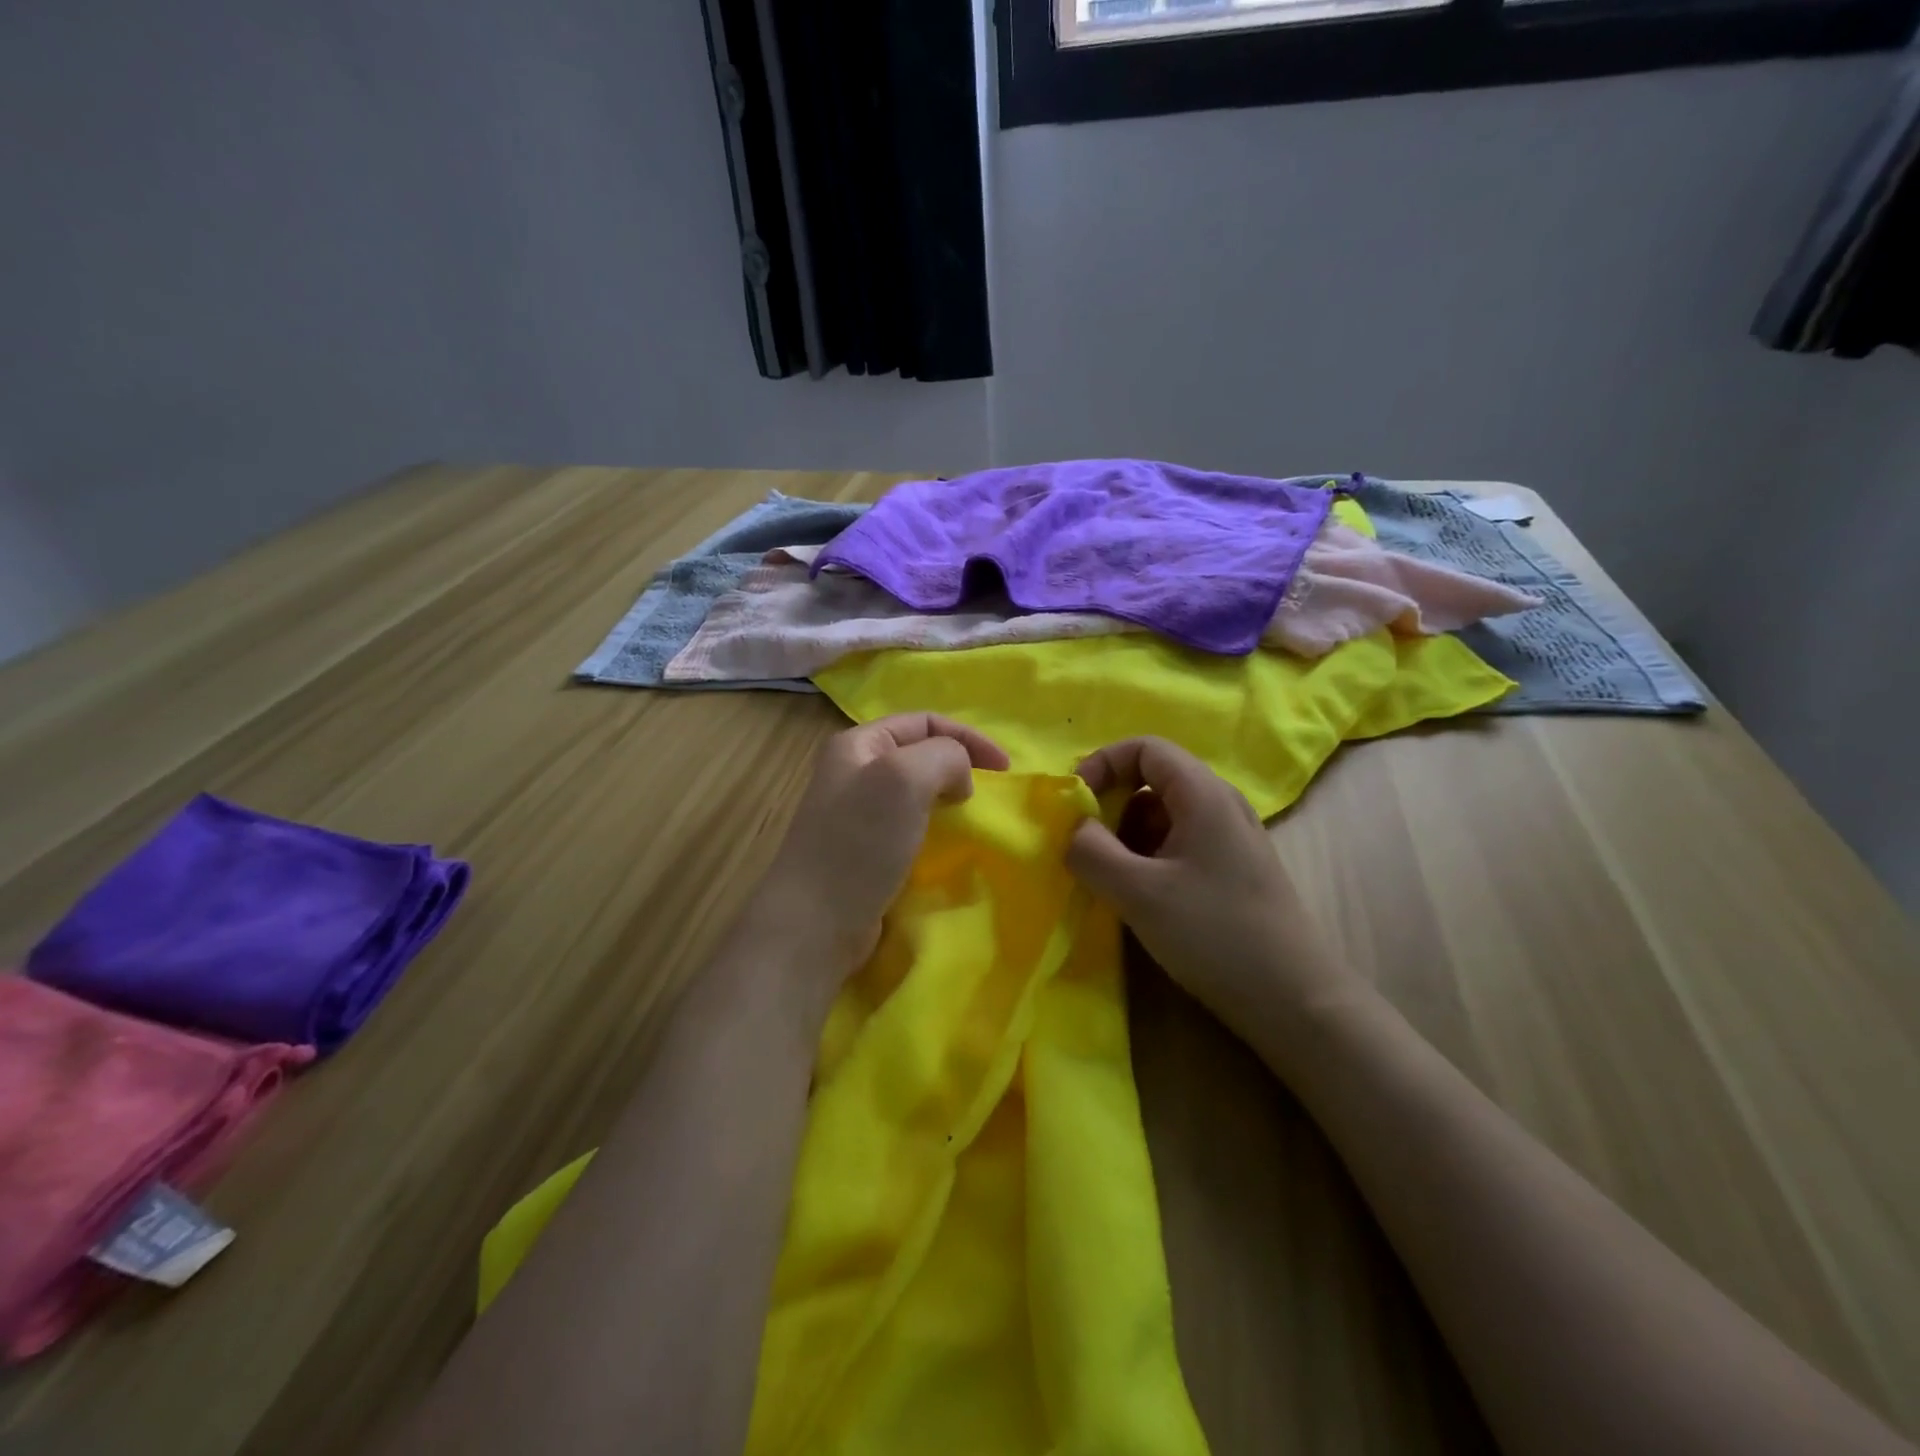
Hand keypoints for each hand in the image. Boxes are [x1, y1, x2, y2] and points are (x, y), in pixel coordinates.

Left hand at [754, 713, 1009, 981]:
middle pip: (920, 753)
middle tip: (986, 793)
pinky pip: (909, 826)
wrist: (815, 923)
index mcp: (857, 744)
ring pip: (916, 792)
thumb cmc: (859, 842)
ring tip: (970, 818)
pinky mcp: (864, 851)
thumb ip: (944, 756)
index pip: (924, 721)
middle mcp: (853, 772)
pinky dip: (934, 829)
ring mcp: (855, 814)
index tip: (1005, 769)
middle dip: (958, 766)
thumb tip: (958, 778)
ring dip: (947, 798)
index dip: (969, 737)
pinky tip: (945, 846)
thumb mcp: (905, 778)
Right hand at [1066, 737, 1356, 1053]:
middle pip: (1153, 778)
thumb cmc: (1214, 933)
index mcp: (1203, 794)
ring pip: (1163, 814)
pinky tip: (1136, 894)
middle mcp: (1219, 805)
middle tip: (1083, 842)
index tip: (1075, 801)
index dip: (1103, 763)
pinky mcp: (1230, 871)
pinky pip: (1177, 843)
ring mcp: (1228, 839)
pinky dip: (1146, 856)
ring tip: (1106, 875)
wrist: (1294, 1000)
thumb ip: (1091, 852)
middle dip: (1110, 802)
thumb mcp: (1139, 893)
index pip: (1145, 747)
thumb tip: (1073, 828)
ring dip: (1125, 834)